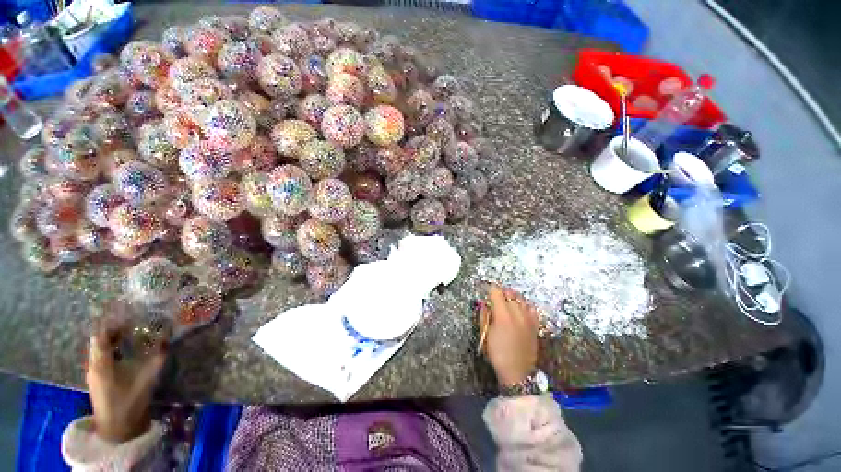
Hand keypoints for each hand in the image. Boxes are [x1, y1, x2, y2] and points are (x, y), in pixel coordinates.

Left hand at [86, 305, 168, 442]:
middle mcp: (93, 364)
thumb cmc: (129, 401)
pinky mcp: (98, 379)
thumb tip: (168, 335)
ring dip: (112, 338)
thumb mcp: (147, 378)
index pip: (100, 334)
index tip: (125, 310)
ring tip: (129, 331)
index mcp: (101, 363)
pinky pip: (102, 356)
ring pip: (99, 348)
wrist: (117, 429)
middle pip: (98, 339)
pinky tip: (124, 349)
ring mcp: (94, 372)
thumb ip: (158, 356)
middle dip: (113, 327)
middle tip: (132, 319)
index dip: (111, 321)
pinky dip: (112, 348)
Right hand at [478, 284, 538, 386]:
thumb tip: (483, 303)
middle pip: (509, 292)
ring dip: (511, 296)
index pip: (496, 291)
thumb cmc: (497, 354)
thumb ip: (483, 316)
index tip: (485, 290)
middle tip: (493, 296)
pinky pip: (530, 307)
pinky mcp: (535, 324)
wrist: (518, 372)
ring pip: (520, 297)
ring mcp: (528, 318)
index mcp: (502, 315)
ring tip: (505, 301)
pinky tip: (519, 309)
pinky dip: (524, 304)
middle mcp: (517, 312)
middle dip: (500, 291)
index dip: (489, 288)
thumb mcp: (484, 335)